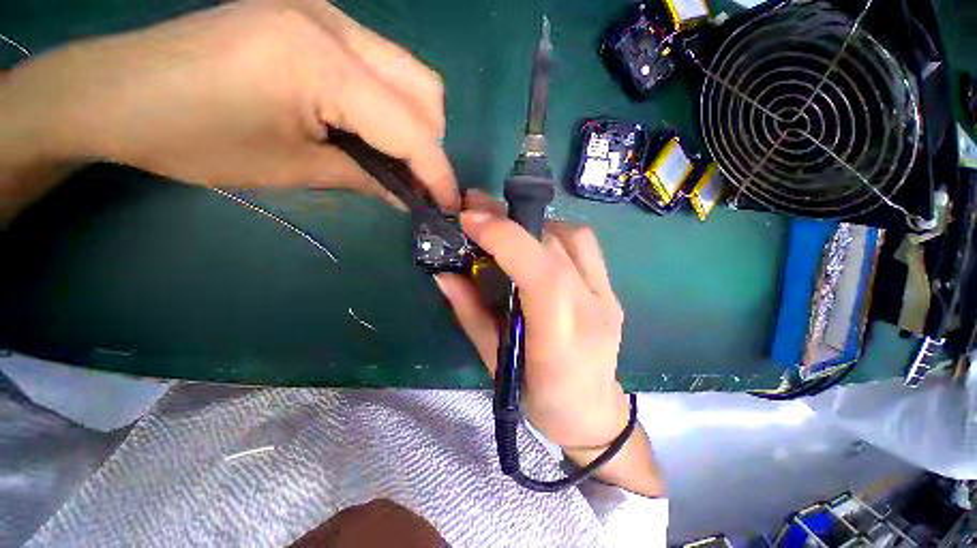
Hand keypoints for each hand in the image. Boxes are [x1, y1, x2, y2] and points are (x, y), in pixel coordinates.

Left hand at [2, 0, 456, 208]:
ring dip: (416, 125)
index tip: (451, 205)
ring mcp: (325, 15)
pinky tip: (373, 131)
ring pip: (409, 75)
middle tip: (418, 181)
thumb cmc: (193, 138)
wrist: (119, 91)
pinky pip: (381, 68)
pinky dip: (392, 107)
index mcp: (321, 61)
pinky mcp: (314, 21)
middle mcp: (335, 24)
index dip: (438, 173)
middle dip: (431, 144)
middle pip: (424, 89)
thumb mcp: (293, 169)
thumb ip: (366, 178)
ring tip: (398, 160)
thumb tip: (411, 197)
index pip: (410, 128)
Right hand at [435, 191, 628, 450]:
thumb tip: (444, 274)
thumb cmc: (540, 399)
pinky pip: (585, 246)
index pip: (542, 275)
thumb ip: (470, 314)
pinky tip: (536, 246)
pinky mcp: (612, 291)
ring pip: (574, 237)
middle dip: (511, 222)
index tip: (470, 219)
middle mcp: (592, 311)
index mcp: (561, 341)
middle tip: (477, 213)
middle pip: (555, 247)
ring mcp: (608, 297)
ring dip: (534, 226)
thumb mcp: (495, 364)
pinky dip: (555, 234)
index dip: (506, 239)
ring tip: (508, 232)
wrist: (593, 413)